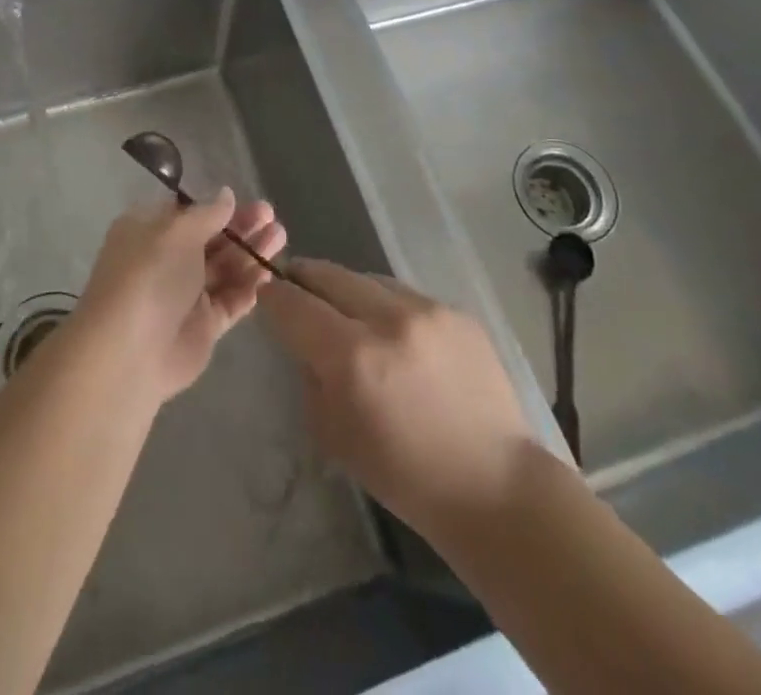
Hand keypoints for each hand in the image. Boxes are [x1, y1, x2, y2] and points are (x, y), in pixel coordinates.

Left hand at [74, 190, 285, 405]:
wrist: (131, 352)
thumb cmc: (150, 276)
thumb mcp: (177, 232)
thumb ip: (207, 213)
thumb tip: (226, 195)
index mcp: (148, 232)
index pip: (184, 213)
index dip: (214, 206)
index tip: (243, 199)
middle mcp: (165, 260)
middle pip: (209, 239)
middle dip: (240, 227)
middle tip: (272, 215)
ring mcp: (184, 295)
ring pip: (224, 269)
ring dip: (250, 253)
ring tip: (281, 236)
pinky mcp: (202, 326)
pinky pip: (230, 301)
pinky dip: (249, 287)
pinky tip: (271, 273)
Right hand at [259, 262, 535, 543]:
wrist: (494, 485)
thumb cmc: (405, 475)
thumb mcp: (333, 435)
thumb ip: (311, 377)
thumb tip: (306, 343)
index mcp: (351, 357)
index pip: (294, 304)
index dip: (273, 296)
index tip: (266, 295)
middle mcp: (388, 319)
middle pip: (329, 275)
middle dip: (305, 278)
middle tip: (296, 286)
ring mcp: (427, 310)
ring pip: (367, 279)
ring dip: (348, 291)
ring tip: (348, 312)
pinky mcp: (456, 310)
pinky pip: (405, 294)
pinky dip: (388, 306)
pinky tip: (396, 334)